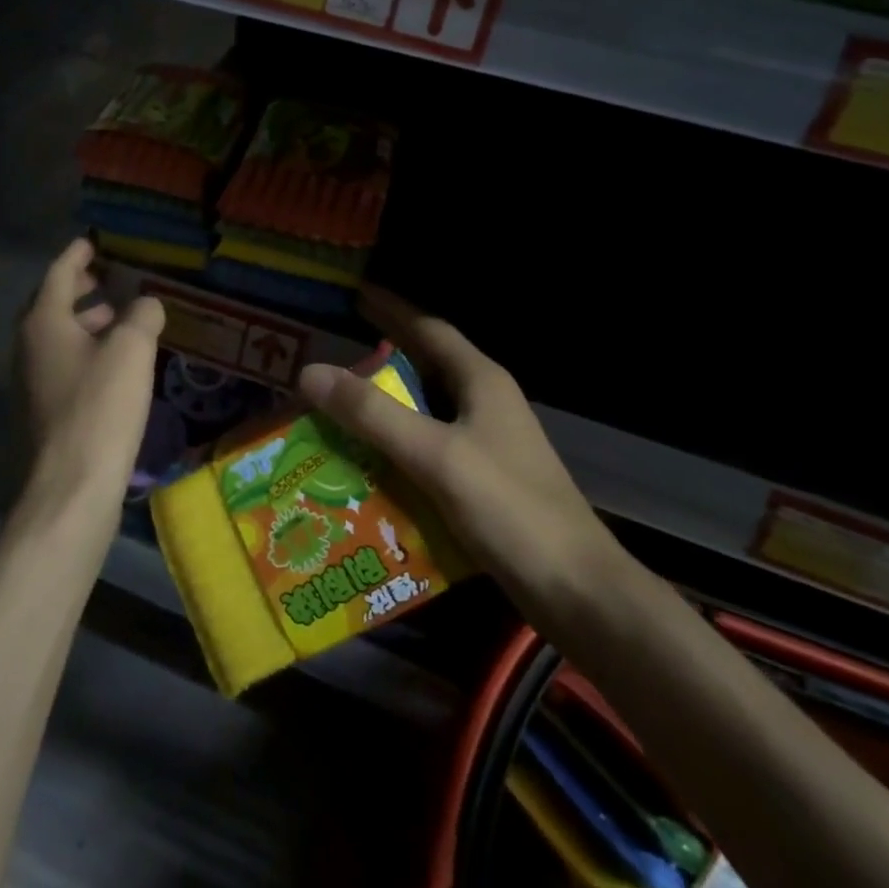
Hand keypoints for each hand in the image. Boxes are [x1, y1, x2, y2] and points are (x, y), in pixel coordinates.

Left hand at [15, 239, 165, 498]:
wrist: (72, 484)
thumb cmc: (101, 405)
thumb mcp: (132, 349)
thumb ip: (142, 314)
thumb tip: (147, 304)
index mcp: (43, 321)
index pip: (59, 272)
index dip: (79, 254)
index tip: (94, 240)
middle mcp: (28, 344)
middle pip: (52, 302)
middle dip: (81, 287)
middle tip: (110, 277)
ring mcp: (32, 379)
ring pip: (58, 334)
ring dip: (86, 320)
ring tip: (120, 318)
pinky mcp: (43, 407)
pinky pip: (63, 361)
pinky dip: (86, 348)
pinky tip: (115, 361)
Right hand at [296, 286, 616, 602]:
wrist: (578, 592)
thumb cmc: (510, 509)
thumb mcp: (435, 455)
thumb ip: (373, 414)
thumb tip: (310, 372)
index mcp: (480, 381)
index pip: (429, 328)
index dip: (392, 309)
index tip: (356, 295)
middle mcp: (485, 404)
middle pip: (427, 367)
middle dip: (383, 357)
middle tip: (335, 354)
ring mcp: (487, 444)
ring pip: (426, 411)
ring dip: (387, 406)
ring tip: (340, 406)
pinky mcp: (484, 482)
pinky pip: (429, 450)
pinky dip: (397, 447)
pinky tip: (368, 462)